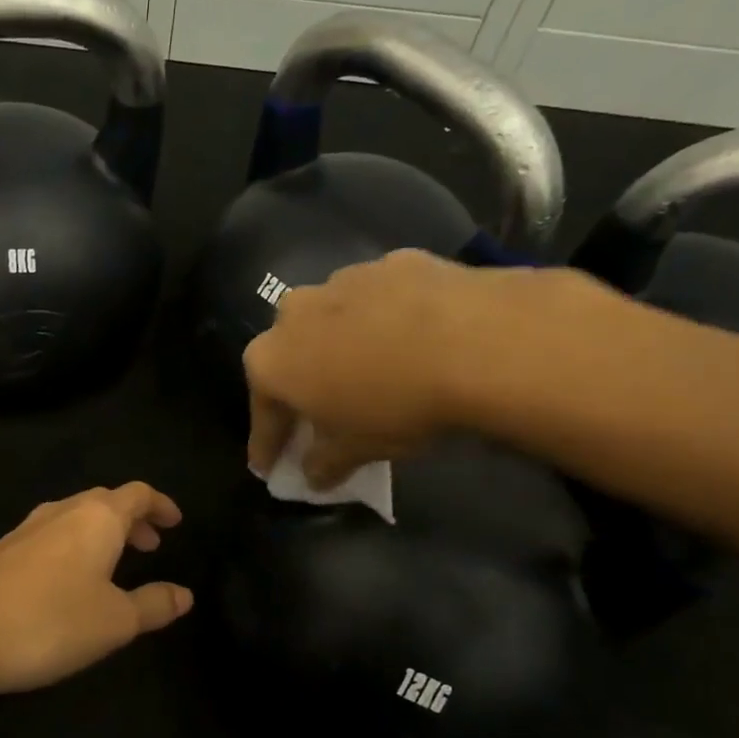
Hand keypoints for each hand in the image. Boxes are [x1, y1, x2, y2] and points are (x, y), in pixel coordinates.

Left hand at [0, 483, 192, 694]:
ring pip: (76, 518)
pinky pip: (52, 537)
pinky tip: (70, 581)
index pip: (137, 495)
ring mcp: (28, 529)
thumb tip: (185, 594)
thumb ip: (153, 604)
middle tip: (151, 545)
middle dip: (132, 520)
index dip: (160, 505)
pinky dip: (75, 548)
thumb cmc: (49, 621)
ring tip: (116, 564)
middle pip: (106, 502)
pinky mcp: (4, 550)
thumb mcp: (115, 621)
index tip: (175, 522)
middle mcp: (63, 512)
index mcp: (97, 518)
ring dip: (102, 534)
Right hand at [243, 249, 560, 488]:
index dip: (266, 444)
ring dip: (342, 347)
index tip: (268, 466)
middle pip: (290, 358)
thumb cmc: (396, 404)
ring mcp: (341, 281)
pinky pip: (377, 301)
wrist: (476, 341)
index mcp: (271, 361)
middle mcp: (293, 313)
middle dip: (301, 387)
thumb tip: (313, 474)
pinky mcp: (391, 263)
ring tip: (373, 372)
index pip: (262, 413)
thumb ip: (323, 464)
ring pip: (331, 322)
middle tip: (320, 416)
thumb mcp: (356, 450)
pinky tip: (414, 339)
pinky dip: (385, 320)